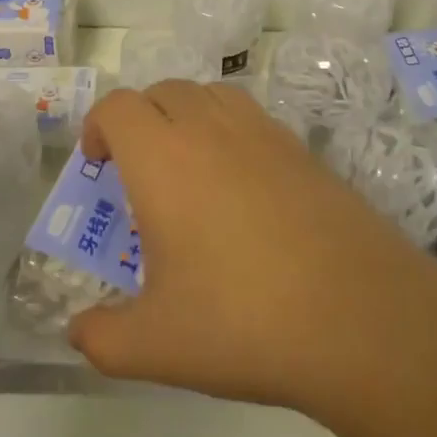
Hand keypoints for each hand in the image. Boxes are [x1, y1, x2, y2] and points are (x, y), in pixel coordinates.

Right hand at [66, 81, 436, 411]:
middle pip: (163, 90)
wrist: (356, 314)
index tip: (99, 166)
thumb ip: (102, 338)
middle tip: (139, 173)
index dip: (98, 126)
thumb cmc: (242, 321)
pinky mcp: (301, 148)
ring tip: (188, 168)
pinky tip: (241, 186)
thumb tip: (79, 332)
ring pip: (210, 93)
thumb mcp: (155, 345)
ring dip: (186, 115)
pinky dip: (230, 130)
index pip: (118, 107)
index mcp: (163, 158)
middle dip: (140, 119)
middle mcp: (210, 129)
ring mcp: (262, 132)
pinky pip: (251, 116)